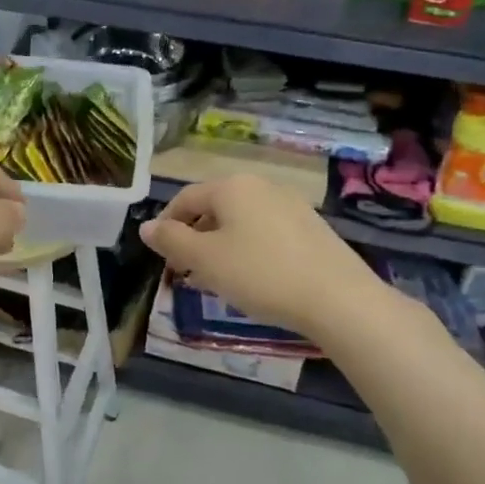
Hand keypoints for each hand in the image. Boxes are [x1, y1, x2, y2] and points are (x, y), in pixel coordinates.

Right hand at [140, 175, 387, 341]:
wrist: (338, 298)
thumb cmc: (260, 274)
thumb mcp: (205, 260)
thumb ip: (171, 241)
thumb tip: (146, 226)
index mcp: (231, 186)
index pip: (185, 198)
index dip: (166, 226)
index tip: (161, 257)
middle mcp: (261, 185)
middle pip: (214, 208)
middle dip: (194, 238)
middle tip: (186, 272)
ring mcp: (290, 204)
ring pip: (240, 221)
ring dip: (220, 246)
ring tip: (216, 280)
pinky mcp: (310, 227)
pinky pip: (265, 232)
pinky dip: (248, 250)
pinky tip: (252, 279)